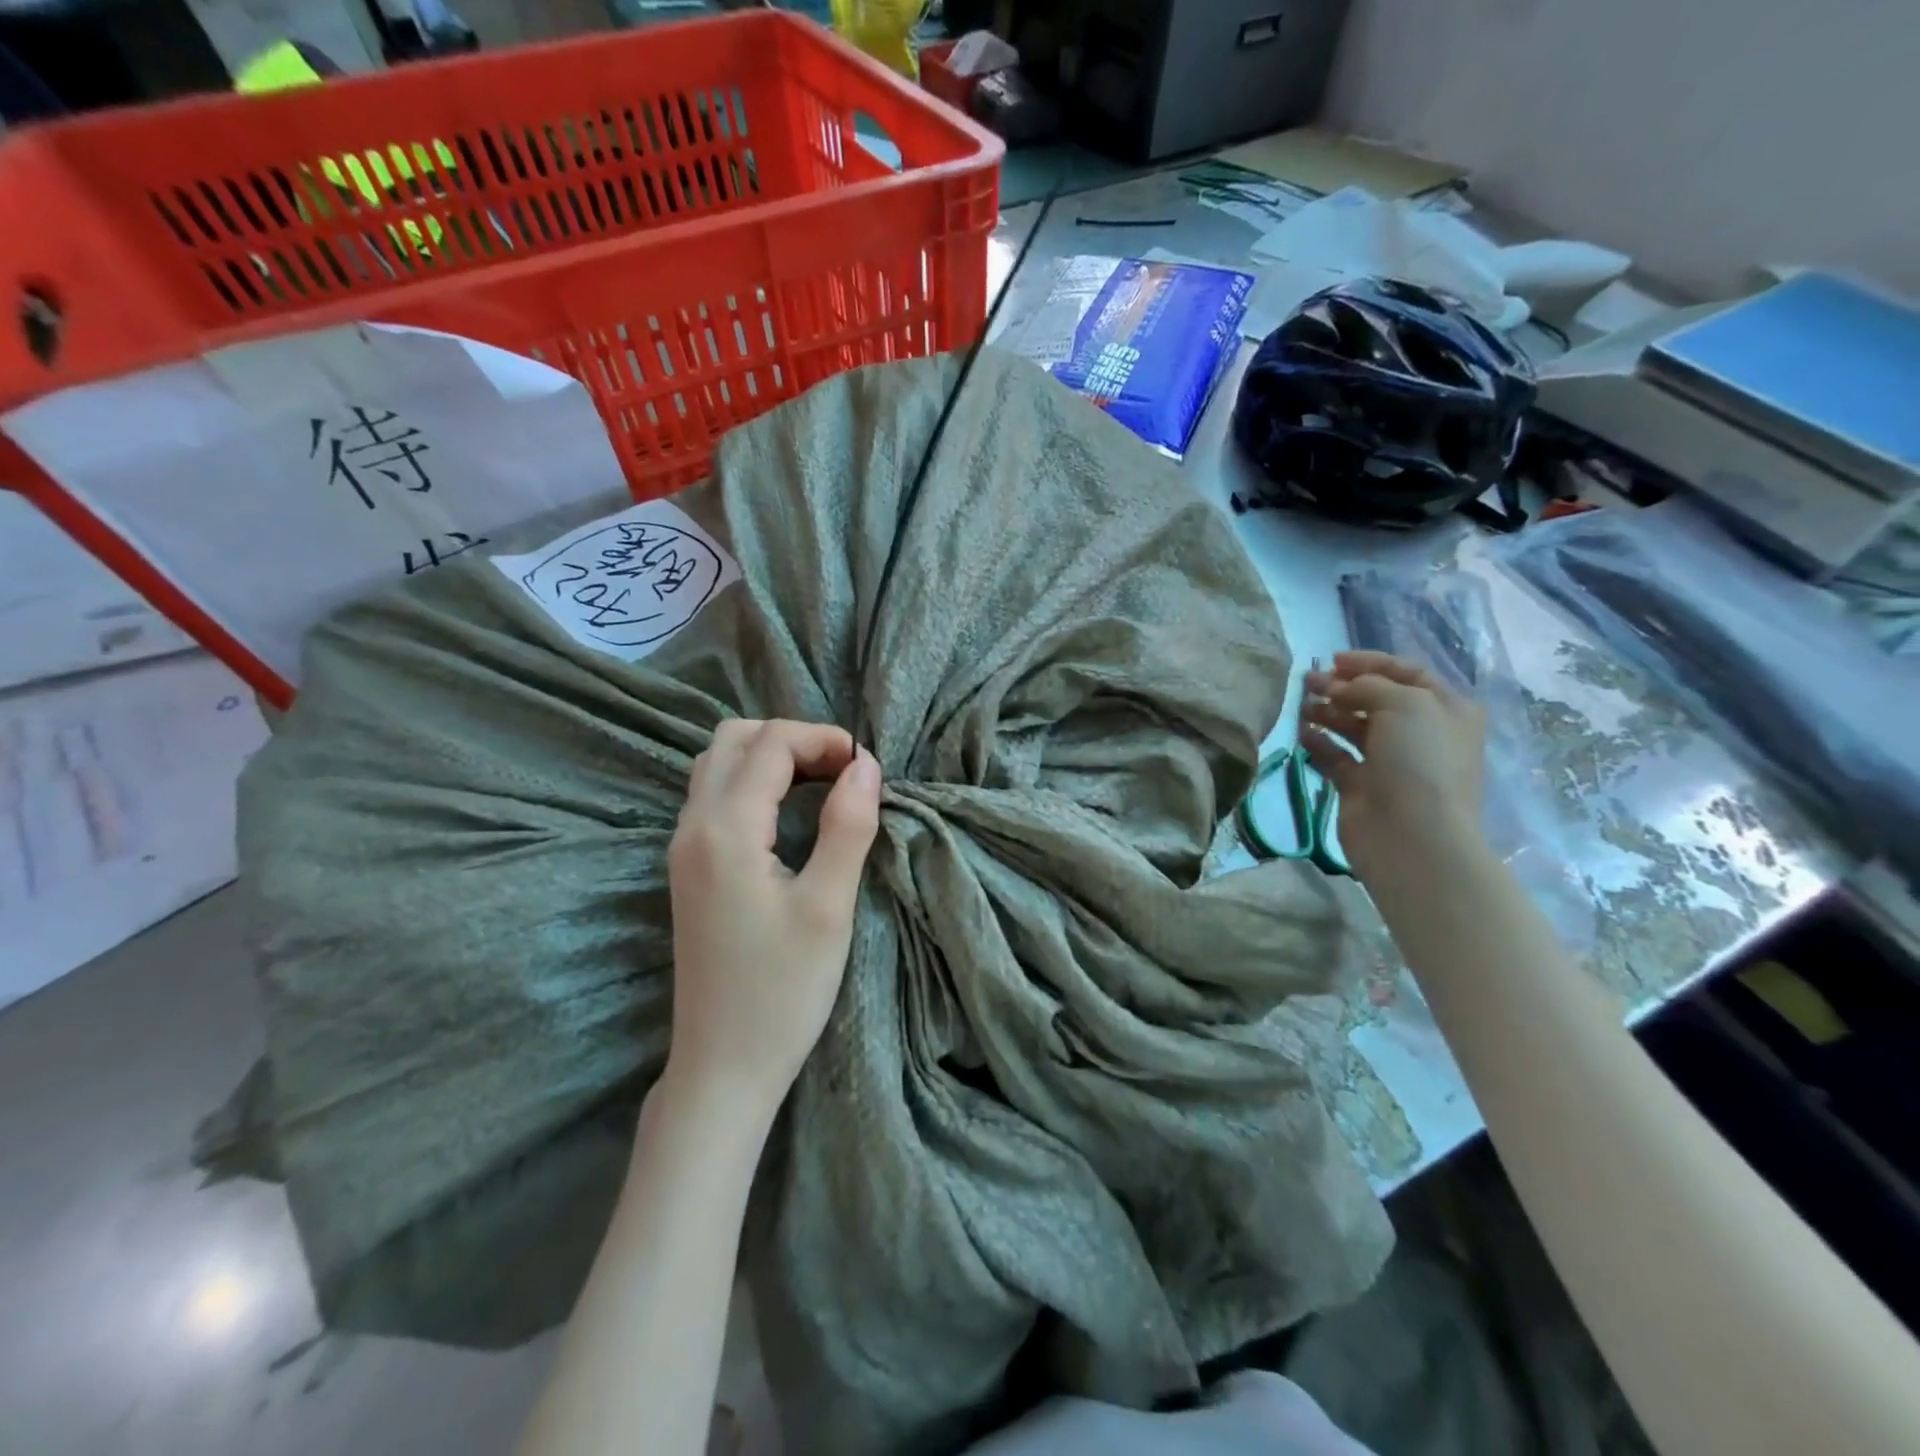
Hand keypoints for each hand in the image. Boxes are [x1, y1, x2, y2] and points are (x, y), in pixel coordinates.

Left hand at [664, 719, 881, 1119]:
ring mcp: (682, 847)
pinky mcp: (687, 868)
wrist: (722, 1065)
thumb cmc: (782, 991)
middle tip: (841, 770)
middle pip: (734, 738)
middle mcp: (692, 826)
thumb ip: (847, 826)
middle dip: (792, 739)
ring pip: (717, 764)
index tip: (867, 766)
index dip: (822, 739)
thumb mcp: (828, 908)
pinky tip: (788, 811)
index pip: (770, 744)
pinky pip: (712, 795)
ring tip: (820, 783)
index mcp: (725, 829)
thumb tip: (866, 764)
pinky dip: (752, 781)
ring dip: (769, 756)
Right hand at [1300, 650, 1485, 882]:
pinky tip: (1302, 735)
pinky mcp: (1362, 785)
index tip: (1332, 659)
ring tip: (1301, 707)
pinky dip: (1319, 743)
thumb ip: (1367, 685)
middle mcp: (1421, 732)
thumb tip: (1338, 688)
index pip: (1406, 673)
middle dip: (1341, 686)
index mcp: (1445, 709)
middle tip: (1307, 681)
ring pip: (1353, 726)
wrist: (1413, 835)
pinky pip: (1336, 756)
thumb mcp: (1403, 704)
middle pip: (1375, 699)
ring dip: (1327, 712)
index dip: (1370, 662)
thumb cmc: (1419, 761)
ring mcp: (1390, 761)